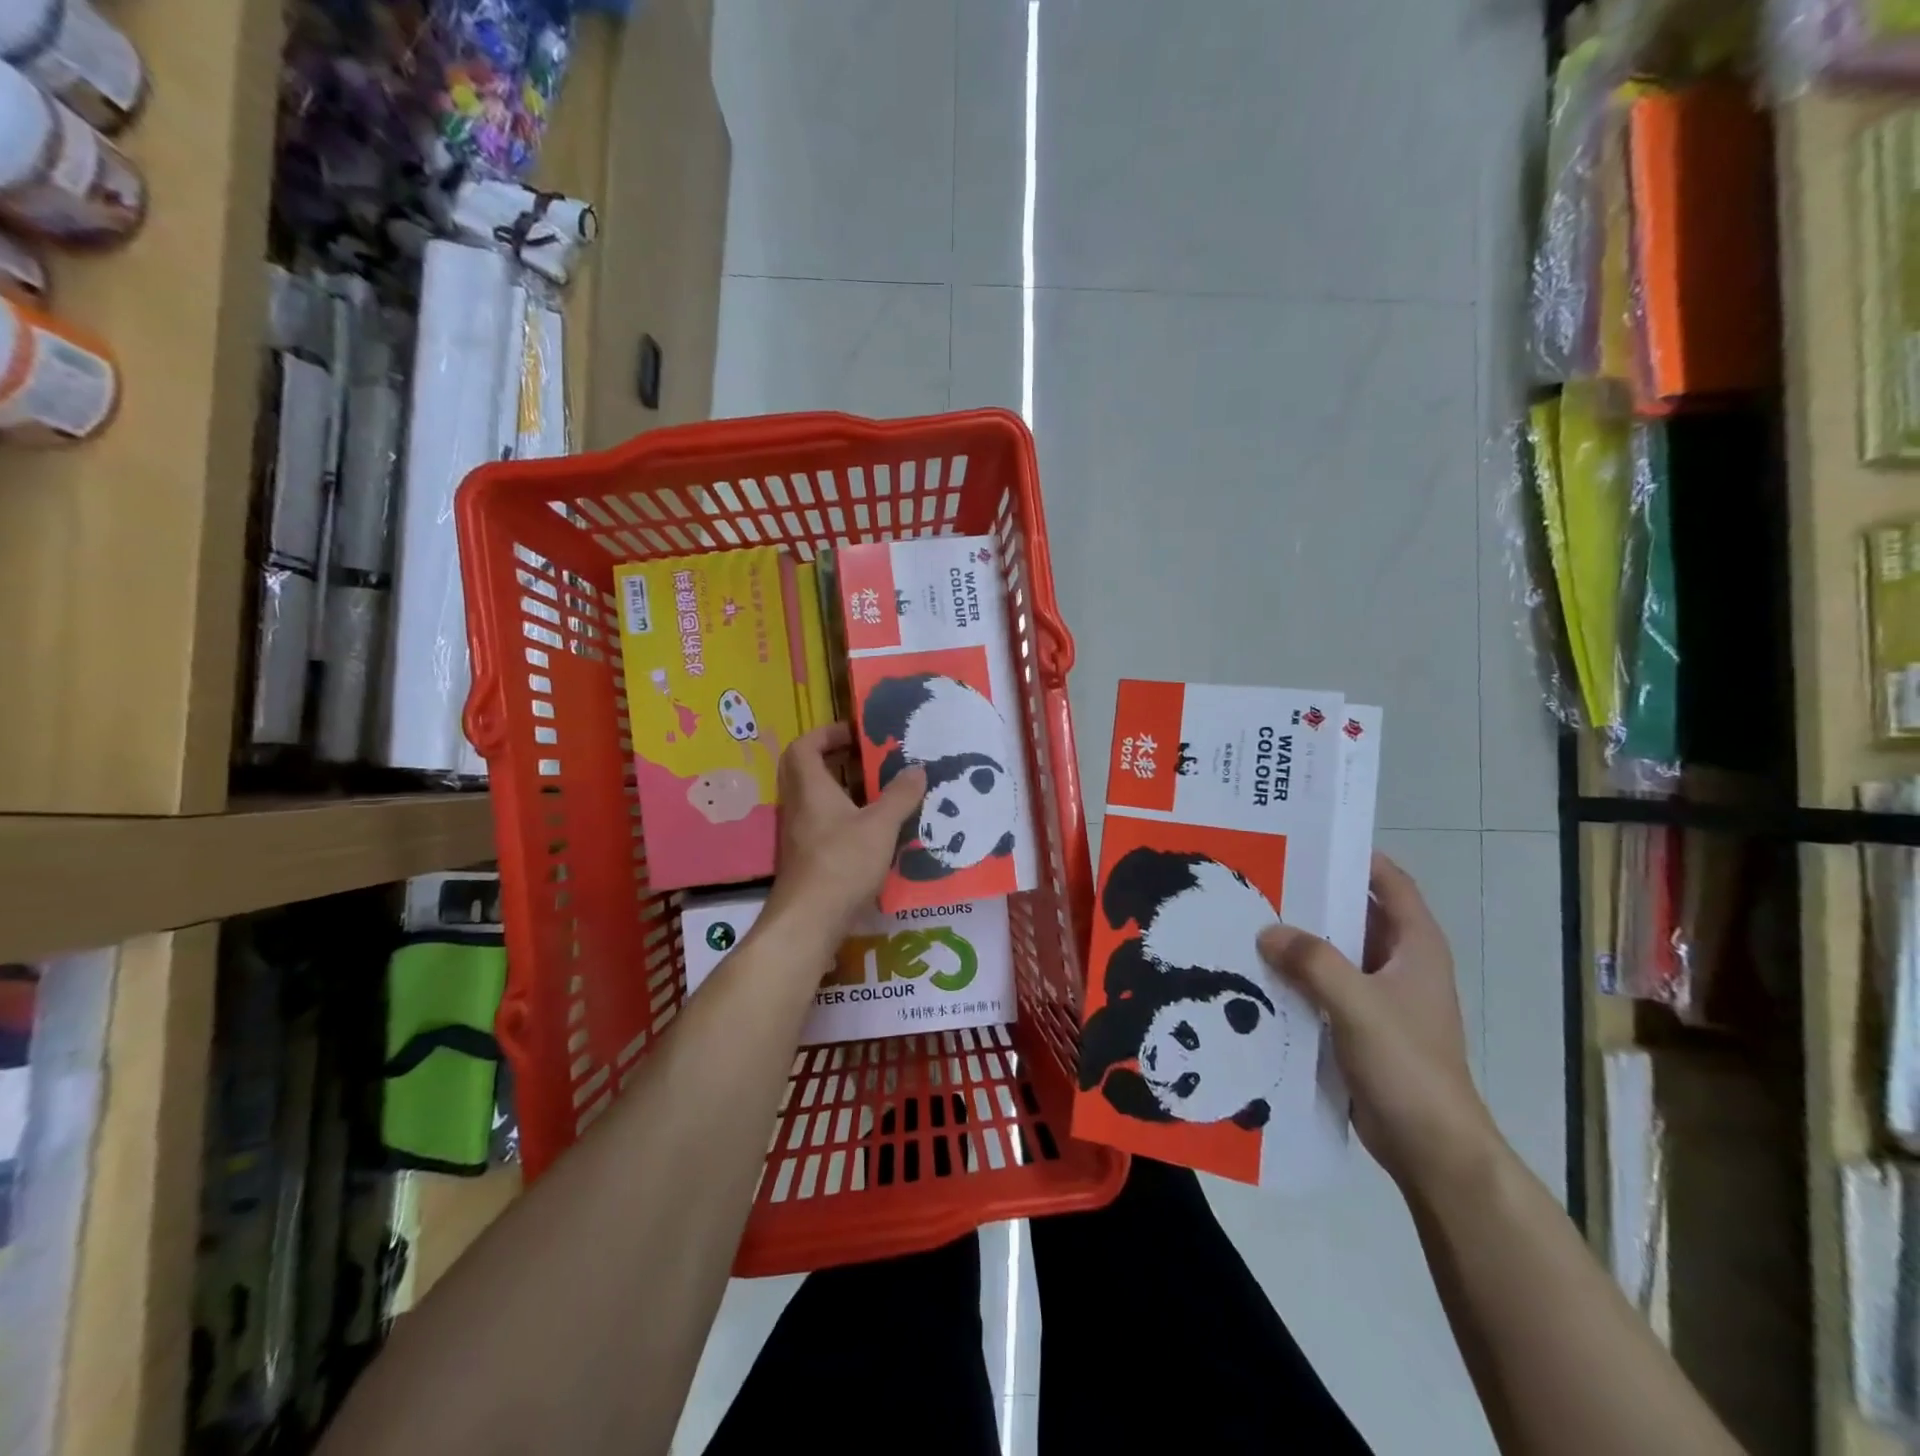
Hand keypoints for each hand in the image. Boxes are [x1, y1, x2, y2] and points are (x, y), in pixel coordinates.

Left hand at [762, 722, 926, 945]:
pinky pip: (825, 825)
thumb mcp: (880, 826)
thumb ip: (900, 796)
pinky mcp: (807, 858)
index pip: (805, 746)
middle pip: (808, 770)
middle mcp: (799, 806)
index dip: (827, 733)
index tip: (857, 734)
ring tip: (881, 792)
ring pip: (818, 800)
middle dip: (837, 760)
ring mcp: (800, 834)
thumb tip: (917, 769)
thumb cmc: (842, 862)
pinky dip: (846, 819)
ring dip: (845, 791)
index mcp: (811, 788)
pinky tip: (876, 831)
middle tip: (870, 760)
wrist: (809, 921)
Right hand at [1257, 853, 1499, 1195]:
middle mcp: (1401, 964)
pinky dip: (1298, 975)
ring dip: (1301, 939)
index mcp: (1416, 947)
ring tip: (1251, 919)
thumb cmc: (1407, 1065)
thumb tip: (1267, 931)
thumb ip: (1313, 961)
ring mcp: (1381, 997)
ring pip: (1336, 952)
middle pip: (1356, 914)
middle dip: (1314, 896)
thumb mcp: (1358, 1004)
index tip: (1311, 839)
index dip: (1358, 857)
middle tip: (1263, 877)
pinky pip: (1325, 986)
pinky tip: (1260, 972)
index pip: (1391, 883)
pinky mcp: (1361, 1025)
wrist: (1431, 1147)